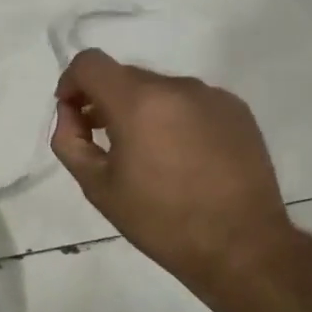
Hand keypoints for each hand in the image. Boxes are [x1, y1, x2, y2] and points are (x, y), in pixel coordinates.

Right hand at [51, 50, 298, 294]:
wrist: (241, 247)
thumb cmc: (160, 220)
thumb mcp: (97, 186)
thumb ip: (70, 140)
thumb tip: (71, 113)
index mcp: (138, 102)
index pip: (90, 63)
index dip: (71, 83)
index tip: (73, 114)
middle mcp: (176, 87)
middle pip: (124, 76)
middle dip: (105, 100)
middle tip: (104, 142)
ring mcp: (211, 96)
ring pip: (158, 89)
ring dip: (141, 110)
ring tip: (147, 155)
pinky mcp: (237, 111)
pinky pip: (190, 102)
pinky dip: (174, 117)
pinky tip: (182, 157)